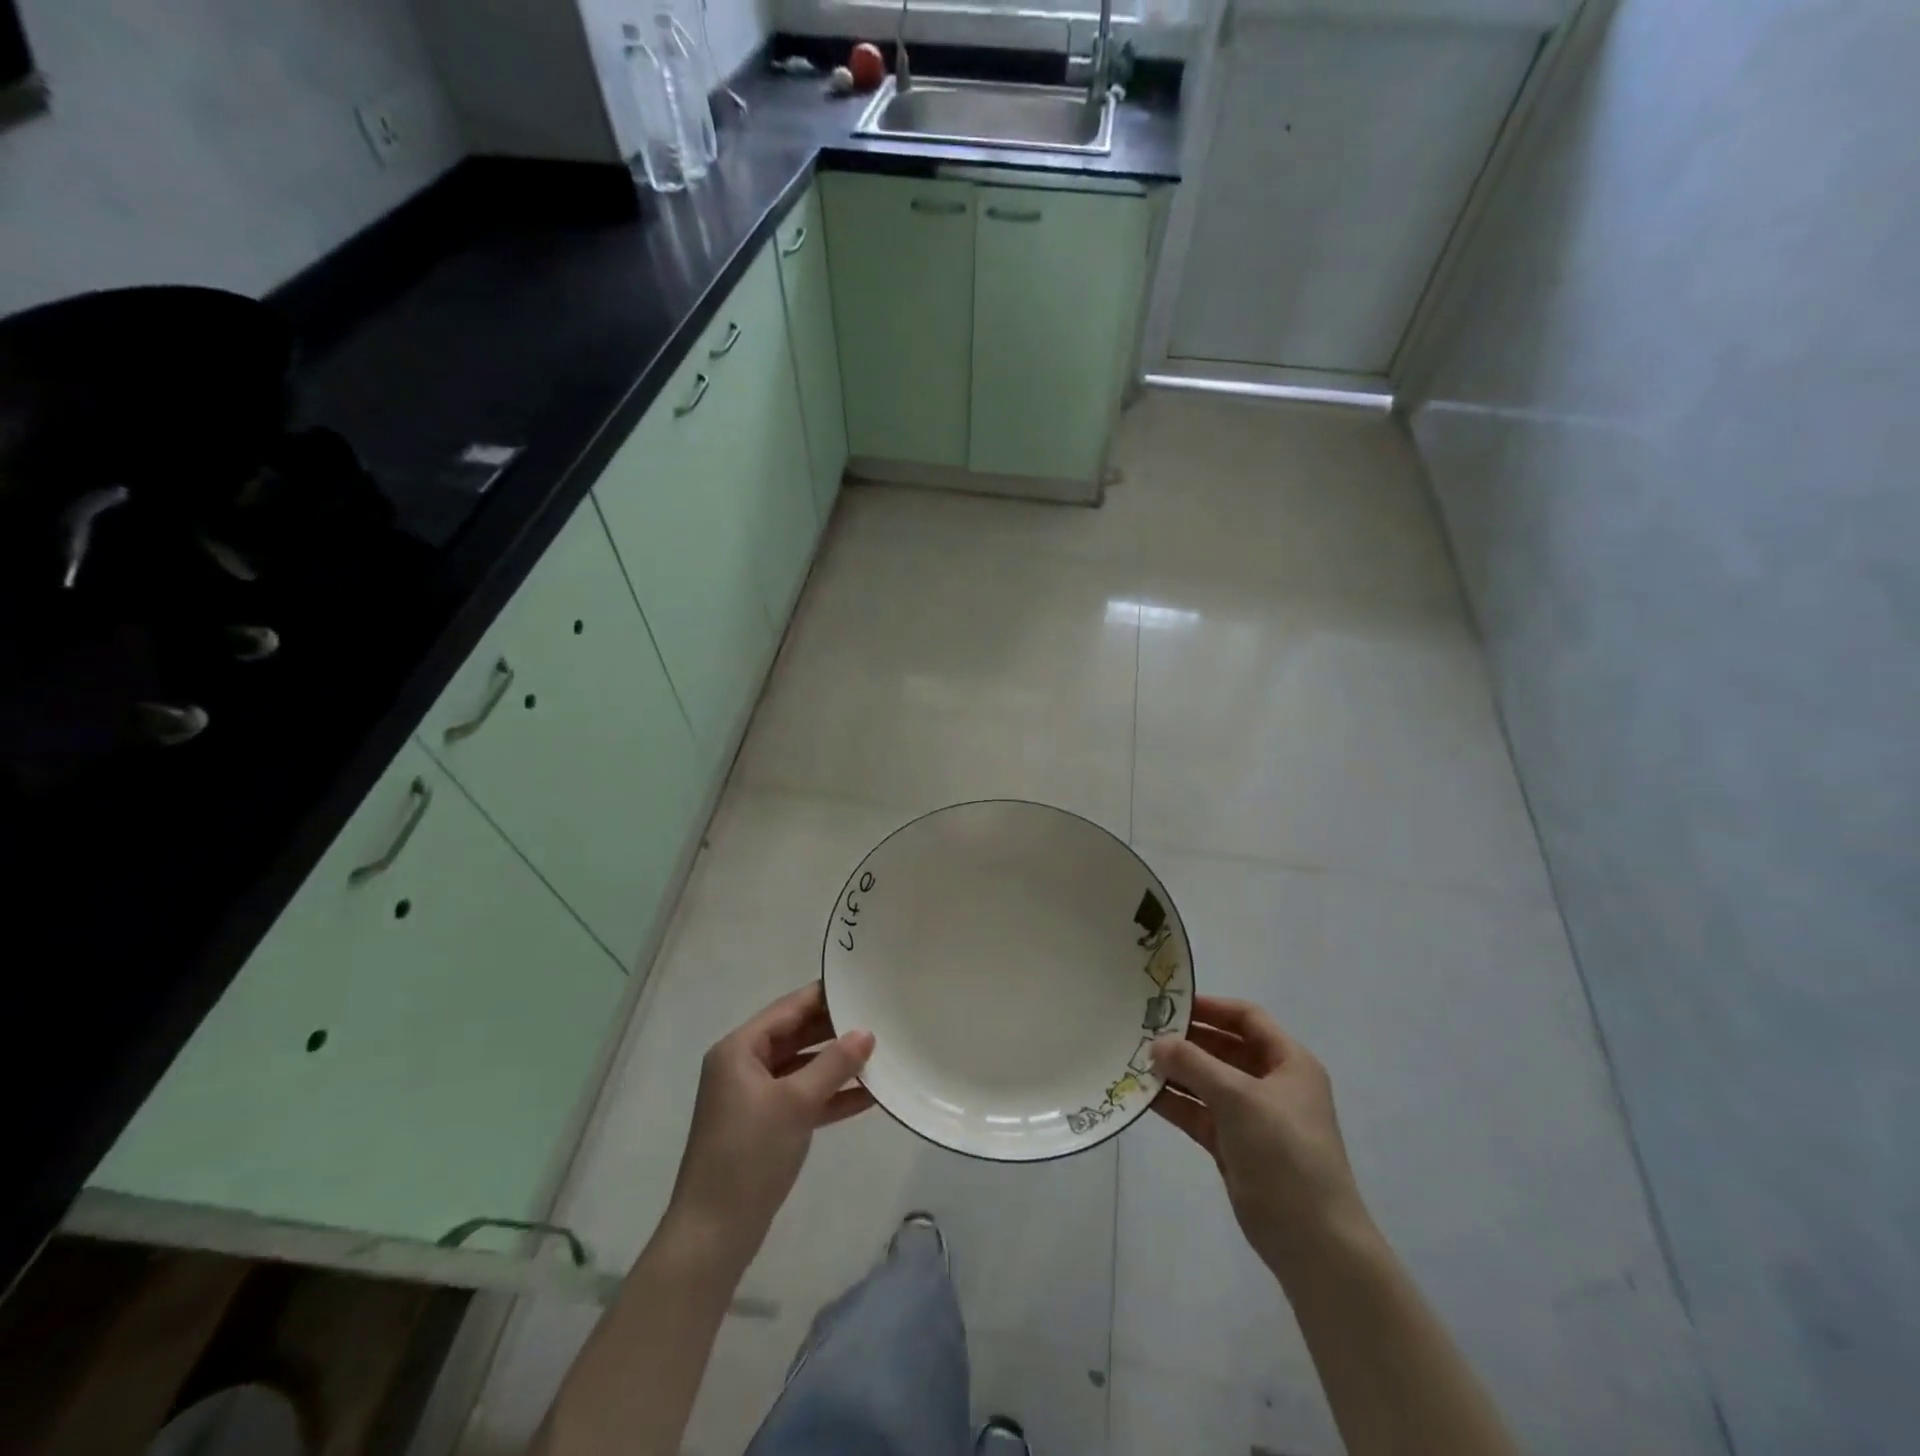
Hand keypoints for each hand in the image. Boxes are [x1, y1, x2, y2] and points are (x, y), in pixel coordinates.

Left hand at [664, 983, 874, 1273]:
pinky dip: (830, 1096)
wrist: (714, 1235)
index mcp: (739, 1049)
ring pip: (802, 1067)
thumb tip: (867, 1033)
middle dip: (835, 1030)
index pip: (788, 1008)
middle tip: (878, 1017)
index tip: (862, 985)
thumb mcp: (796, 1103)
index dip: (824, 996)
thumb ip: (833, 1064)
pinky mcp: (765, 1126)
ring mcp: (754, 1098)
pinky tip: (869, 1096)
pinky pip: (803, 1098)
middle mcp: (744, 1066)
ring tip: (881, 1053)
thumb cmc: (749, 1154)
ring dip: (837, 1064)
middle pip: (796, 1035)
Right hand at [1150, 995, 1371, 1278]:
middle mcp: (1272, 1083)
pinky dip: (1176, 1103)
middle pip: (1224, 1048)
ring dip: (1176, 1072)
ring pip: (1208, 1082)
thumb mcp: (1239, 1098)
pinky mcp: (1235, 1146)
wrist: (1314, 1243)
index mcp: (1289, 1063)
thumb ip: (1194, 1064)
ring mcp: (1253, 1117)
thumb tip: (1156, 1043)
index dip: (1212, 1007)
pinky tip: (1144, 1094)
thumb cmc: (1285, 1154)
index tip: (1170, 1003)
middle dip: (1187, 1040)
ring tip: (1135, 1060)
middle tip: (1143, 1032)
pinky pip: (1200, 1113)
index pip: (1247, 1018)